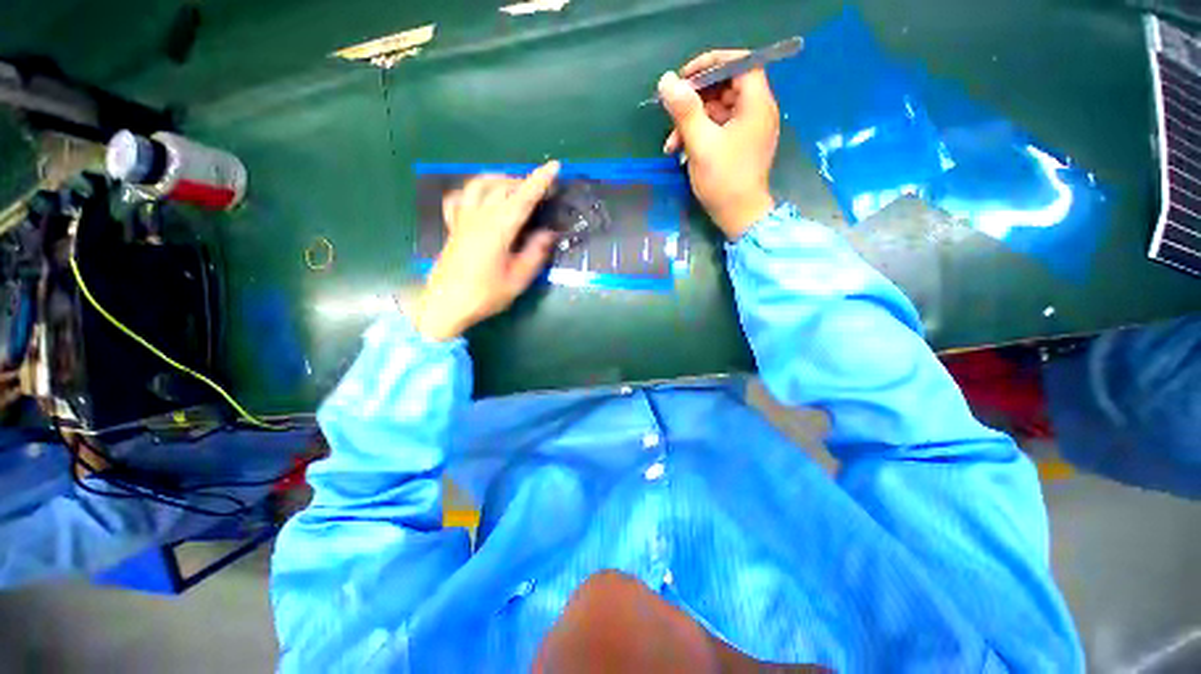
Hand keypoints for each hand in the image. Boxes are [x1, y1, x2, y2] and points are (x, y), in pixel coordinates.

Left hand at [410, 162, 559, 340]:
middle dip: (524, 182)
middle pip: (502, 187)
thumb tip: (549, 234)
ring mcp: (463, 219)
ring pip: (480, 185)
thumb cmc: (485, 295)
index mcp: (498, 228)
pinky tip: (480, 198)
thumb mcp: (518, 279)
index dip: (540, 181)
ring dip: (500, 181)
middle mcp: (479, 216)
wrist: (446, 305)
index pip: (523, 197)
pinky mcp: (454, 227)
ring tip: (514, 188)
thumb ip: (535, 253)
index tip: (554, 166)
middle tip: (541, 191)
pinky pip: (460, 198)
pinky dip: (472, 192)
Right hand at [659, 50, 779, 238]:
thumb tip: (667, 81)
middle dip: (696, 99)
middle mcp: (757, 110)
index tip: (686, 77)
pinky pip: (719, 128)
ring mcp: (749, 128)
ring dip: (692, 121)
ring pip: (718, 109)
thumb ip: (685, 110)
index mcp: (756, 103)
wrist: (739, 216)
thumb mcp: (701, 144)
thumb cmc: (724, 180)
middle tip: (673, 111)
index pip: (740, 63)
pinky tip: (679, 150)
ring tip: (671, 142)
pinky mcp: (740, 144)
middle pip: (726, 86)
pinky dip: (699, 134)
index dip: (712, 63)